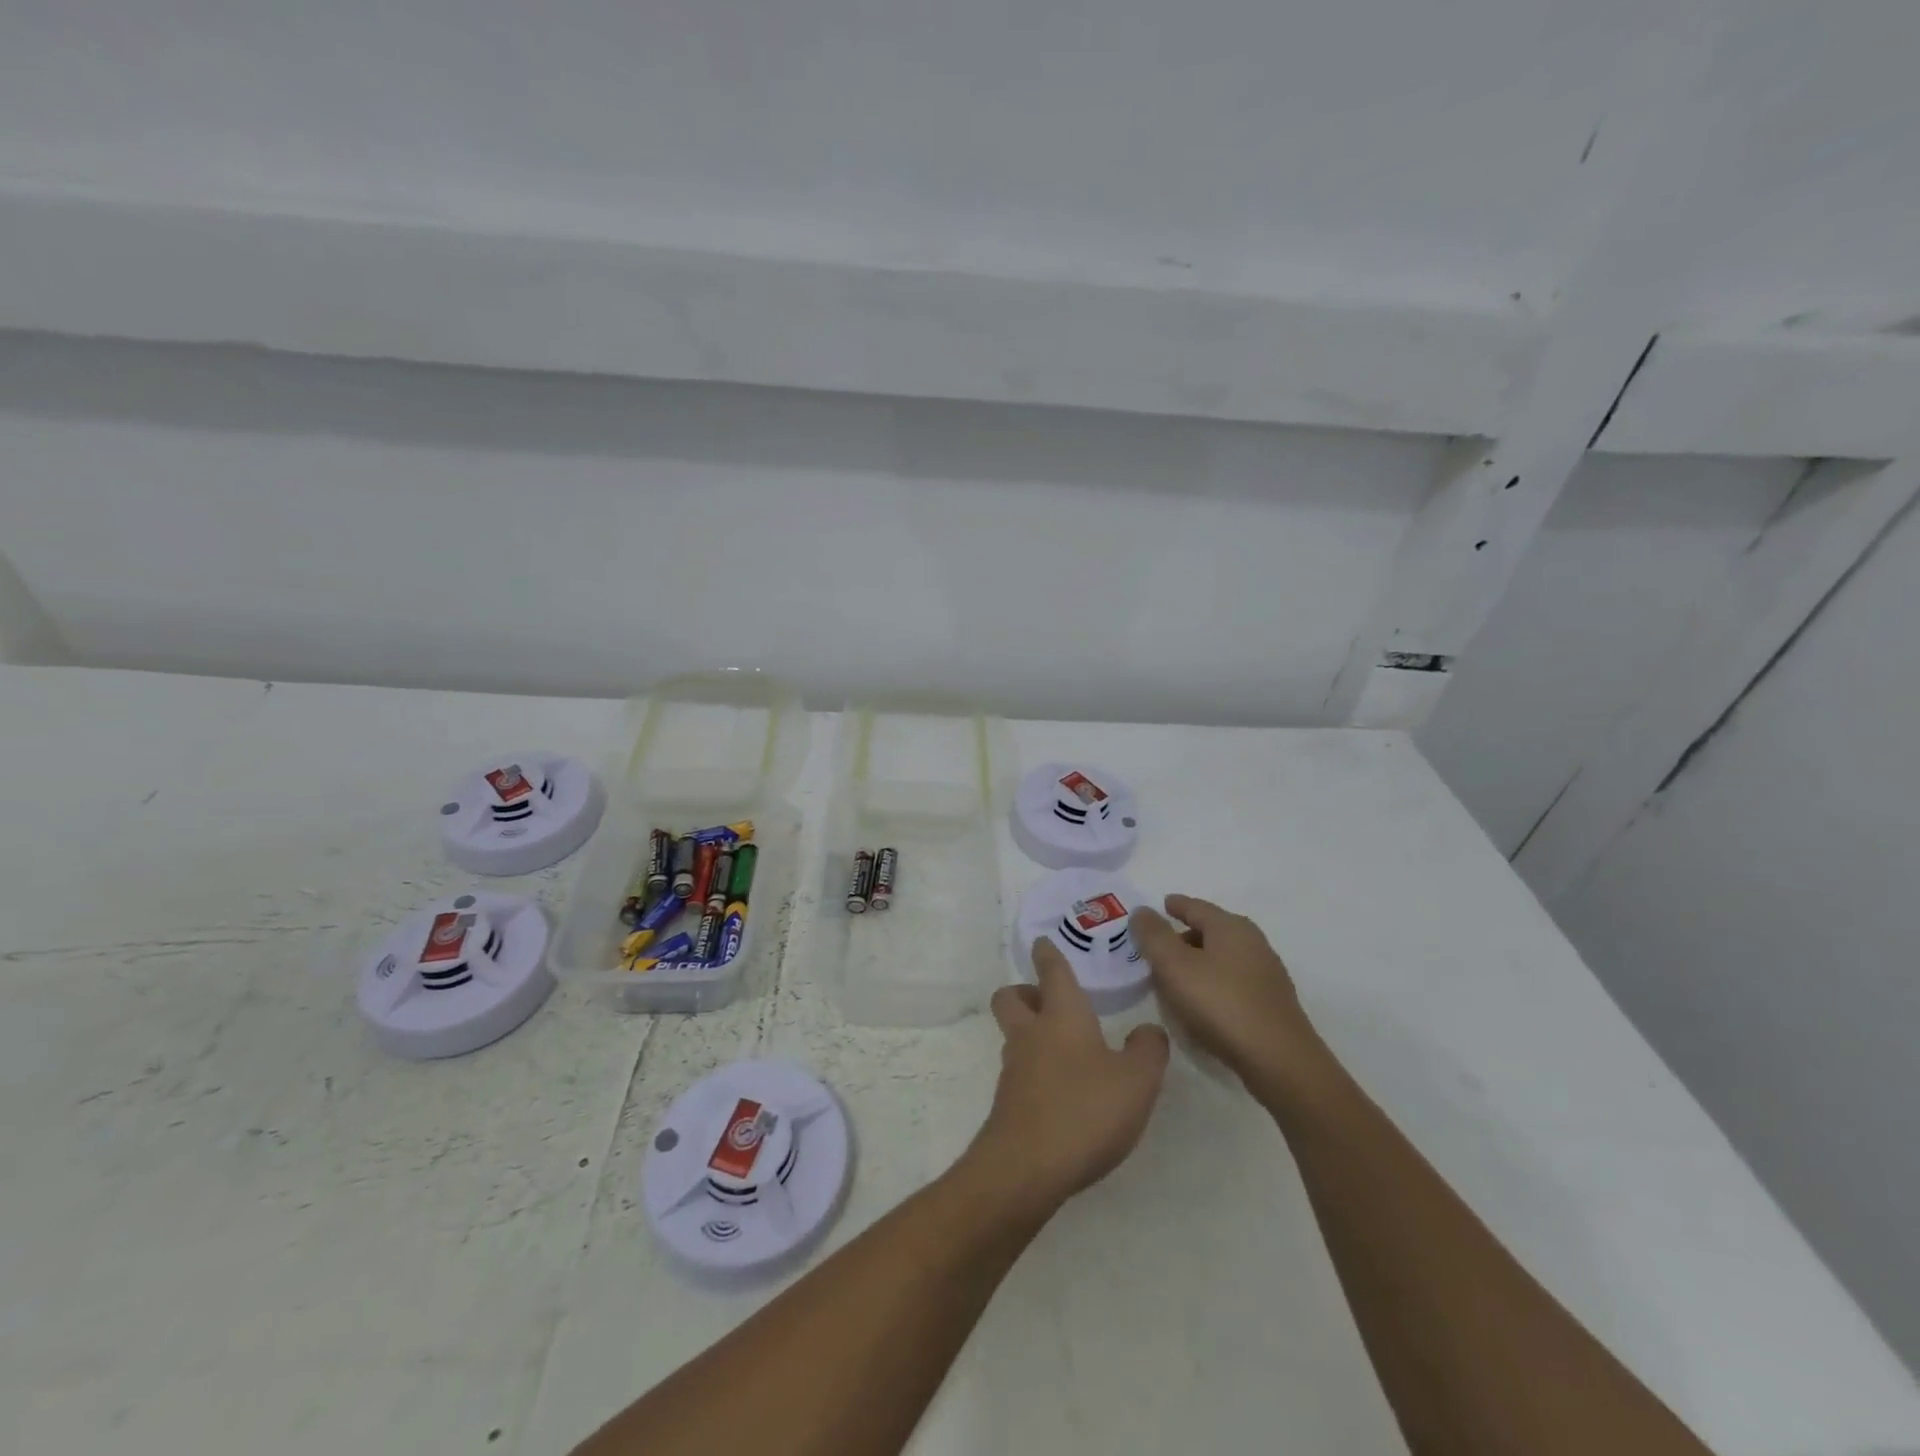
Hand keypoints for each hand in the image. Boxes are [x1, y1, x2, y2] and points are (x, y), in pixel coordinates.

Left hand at [967, 938, 1169, 1216]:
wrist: (1026, 1167)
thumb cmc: (1085, 1109)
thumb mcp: (1137, 1080)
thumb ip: (1148, 1050)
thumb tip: (1148, 1031)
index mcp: (1062, 1015)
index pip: (1052, 972)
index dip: (1048, 954)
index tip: (1042, 942)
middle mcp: (1031, 1034)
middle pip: (1011, 997)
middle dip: (1025, 992)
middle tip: (1050, 1001)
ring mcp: (1014, 1069)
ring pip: (1014, 1035)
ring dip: (1032, 1034)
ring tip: (1068, 1052)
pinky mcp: (1009, 1103)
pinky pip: (1020, 1072)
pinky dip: (1036, 1071)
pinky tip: (1063, 1093)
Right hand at [1129, 895, 1330, 1100]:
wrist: (1279, 1061)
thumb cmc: (1221, 1004)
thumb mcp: (1174, 966)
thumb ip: (1154, 935)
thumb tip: (1141, 911)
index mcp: (1230, 927)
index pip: (1196, 906)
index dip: (1175, 905)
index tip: (1161, 905)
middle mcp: (1253, 943)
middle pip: (1212, 930)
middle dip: (1184, 935)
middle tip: (1158, 948)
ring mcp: (1266, 974)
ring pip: (1223, 957)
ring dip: (1198, 961)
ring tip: (1175, 978)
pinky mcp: (1271, 1003)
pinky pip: (1233, 981)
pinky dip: (1213, 982)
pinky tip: (1202, 1003)